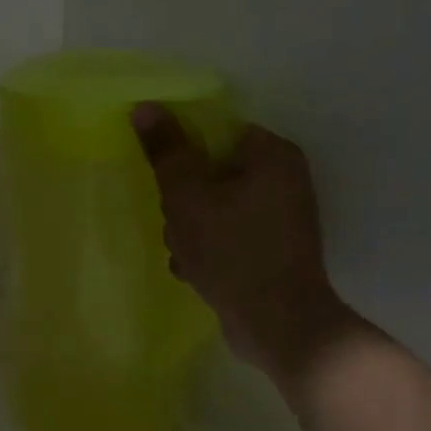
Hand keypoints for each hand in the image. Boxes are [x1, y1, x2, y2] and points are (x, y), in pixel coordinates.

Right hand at [131, 104, 350, 376]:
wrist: (278, 323)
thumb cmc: (231, 248)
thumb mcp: (186, 194)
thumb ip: (165, 149)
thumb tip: (145, 106)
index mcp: (272, 154)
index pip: (215, 132)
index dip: (182, 152)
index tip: (165, 180)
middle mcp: (285, 179)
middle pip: (211, 171)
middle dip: (183, 200)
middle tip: (175, 223)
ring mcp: (281, 218)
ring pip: (214, 206)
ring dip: (189, 228)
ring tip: (184, 253)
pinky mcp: (273, 250)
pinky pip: (228, 235)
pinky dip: (208, 248)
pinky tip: (195, 270)